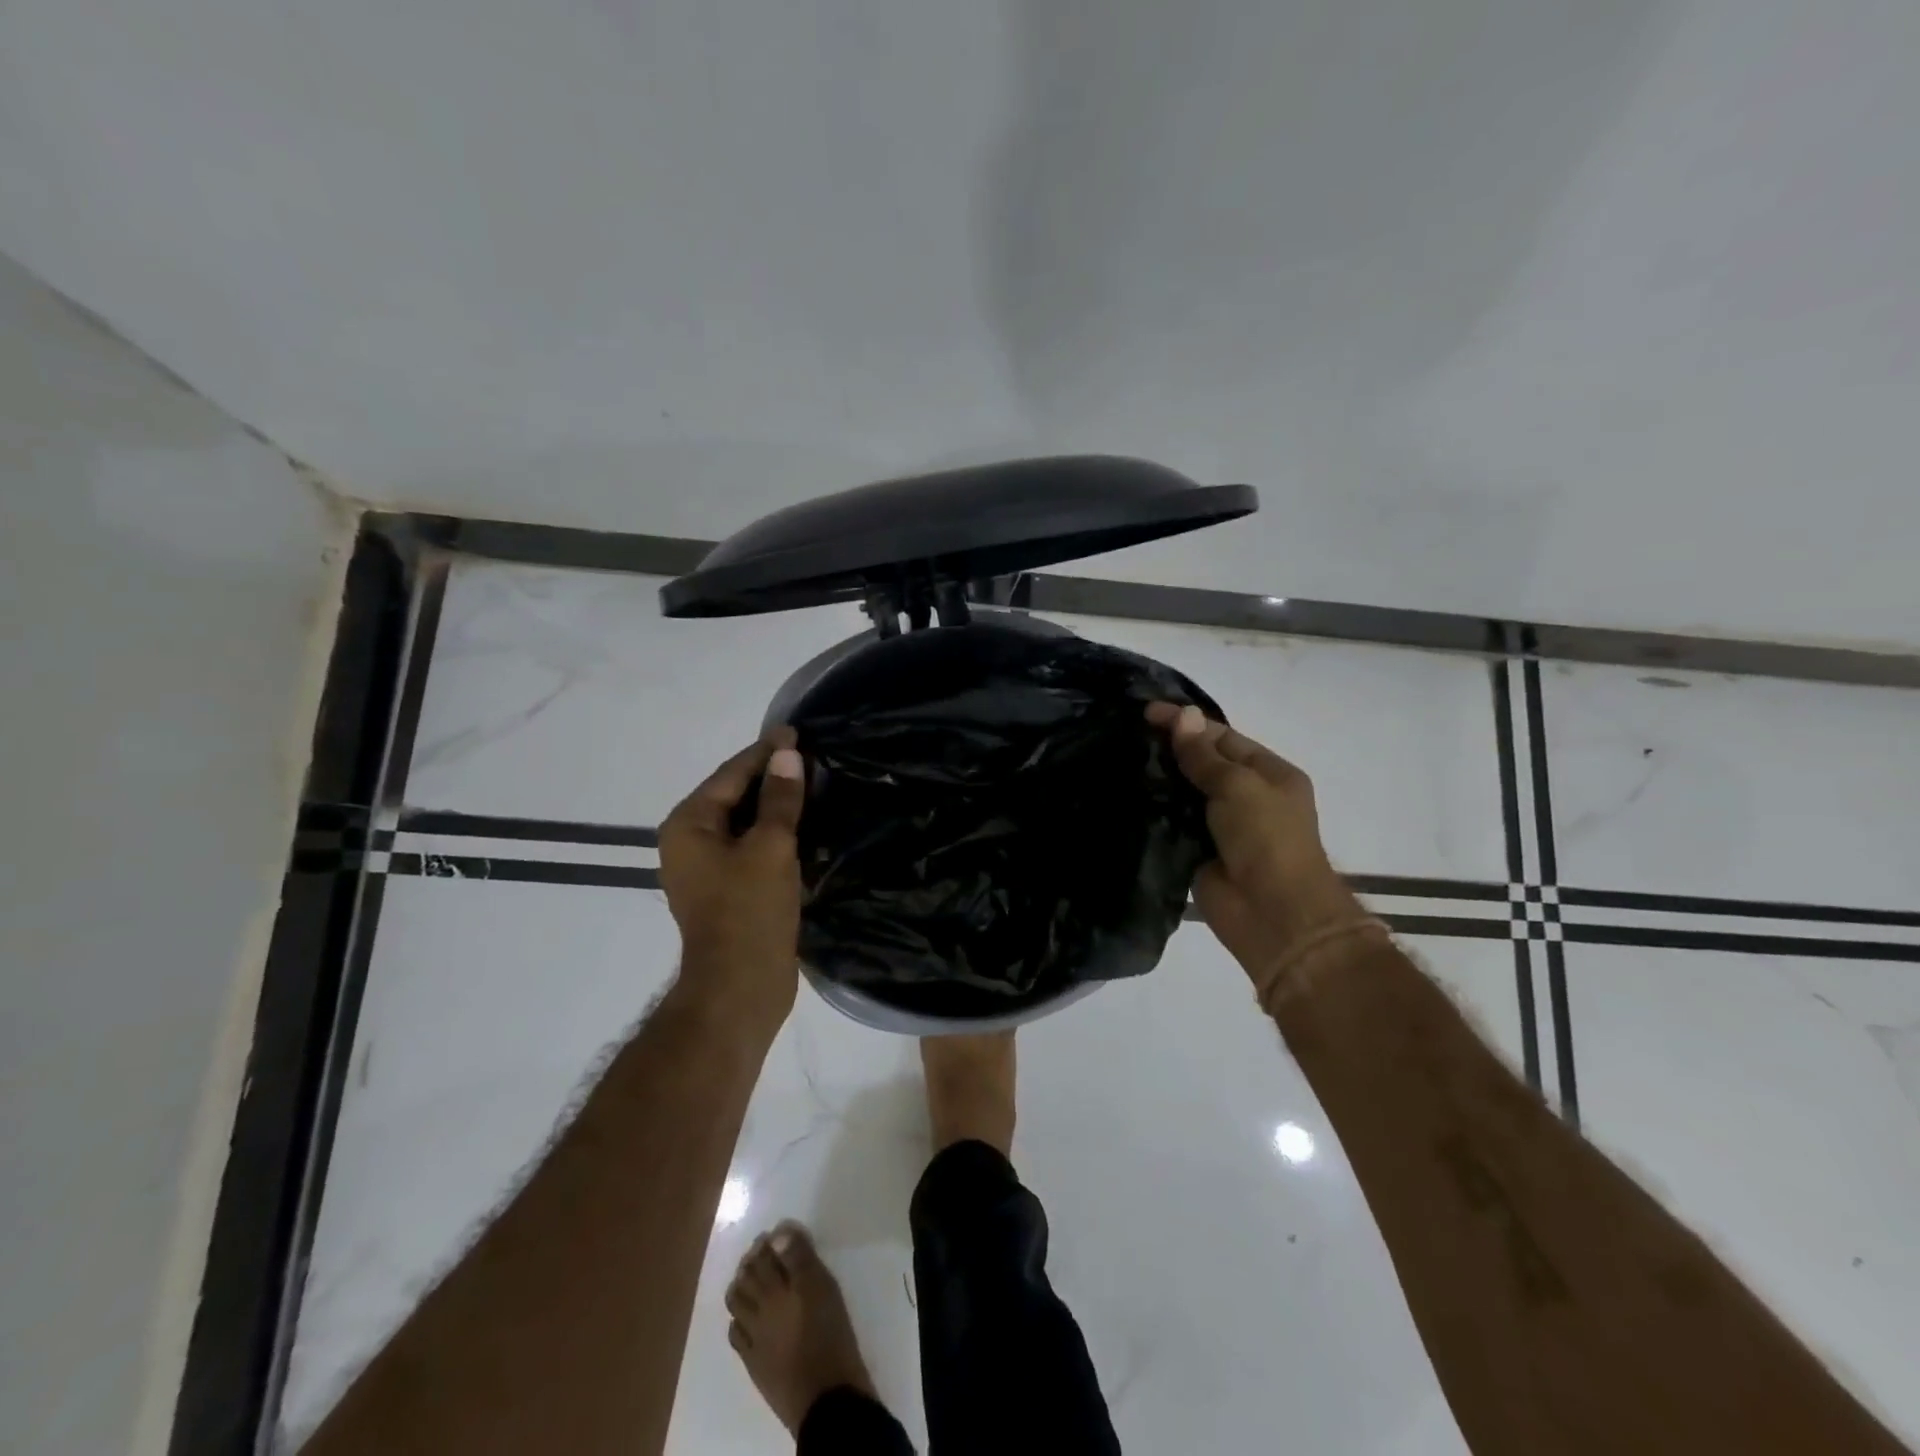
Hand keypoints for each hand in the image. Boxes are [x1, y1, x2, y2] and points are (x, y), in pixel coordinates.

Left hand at [659, 729, 807, 1033]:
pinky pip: (752, 847)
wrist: (740, 989)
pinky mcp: (728, 889)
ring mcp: (708, 868)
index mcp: (689, 824)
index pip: (731, 774)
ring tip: (812, 783)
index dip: (765, 751)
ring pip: (745, 822)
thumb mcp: (771, 847)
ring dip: (776, 805)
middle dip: (771, 776)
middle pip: (734, 795)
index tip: (796, 731)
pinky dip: (775, 832)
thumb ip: (780, 798)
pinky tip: (804, 824)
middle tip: (810, 755)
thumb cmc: (749, 911)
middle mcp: (691, 841)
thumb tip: (787, 753)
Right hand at [1147, 702, 1362, 976]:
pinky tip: (1126, 795)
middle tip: (1127, 735)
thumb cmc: (1267, 839)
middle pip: (1203, 764)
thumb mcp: (1238, 786)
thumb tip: (1182, 716)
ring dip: (1159, 780)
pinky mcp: (1199, 852)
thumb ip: (1204, 755)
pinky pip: (1174, 824)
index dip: (1187, 723)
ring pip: (1185, 793)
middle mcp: (1248, 796)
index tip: (1146, 713)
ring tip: (1119, 760)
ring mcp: (1222, 826)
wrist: (1273, 914)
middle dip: (1170, 749)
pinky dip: (1154, 811)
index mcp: (1269, 774)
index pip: (1223, 738)